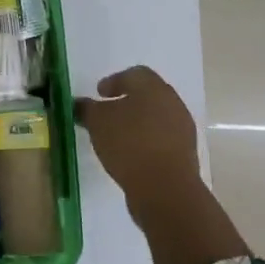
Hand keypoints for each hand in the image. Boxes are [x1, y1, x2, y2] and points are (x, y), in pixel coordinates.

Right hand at [75, 66, 202, 209]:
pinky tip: (131, 155)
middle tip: (108, 112)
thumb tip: (79, 103)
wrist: (165, 189)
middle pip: (148, 95)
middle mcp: (172, 103)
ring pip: (156, 118)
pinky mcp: (185, 155)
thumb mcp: (97, 122)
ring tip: (117, 137)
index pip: (135, 74)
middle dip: (127, 101)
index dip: (114, 81)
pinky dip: (146, 142)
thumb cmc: (129, 144)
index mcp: (153, 88)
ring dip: (138, 123)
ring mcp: (182, 130)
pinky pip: (162, 140)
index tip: (99, 94)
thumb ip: (86, 108)